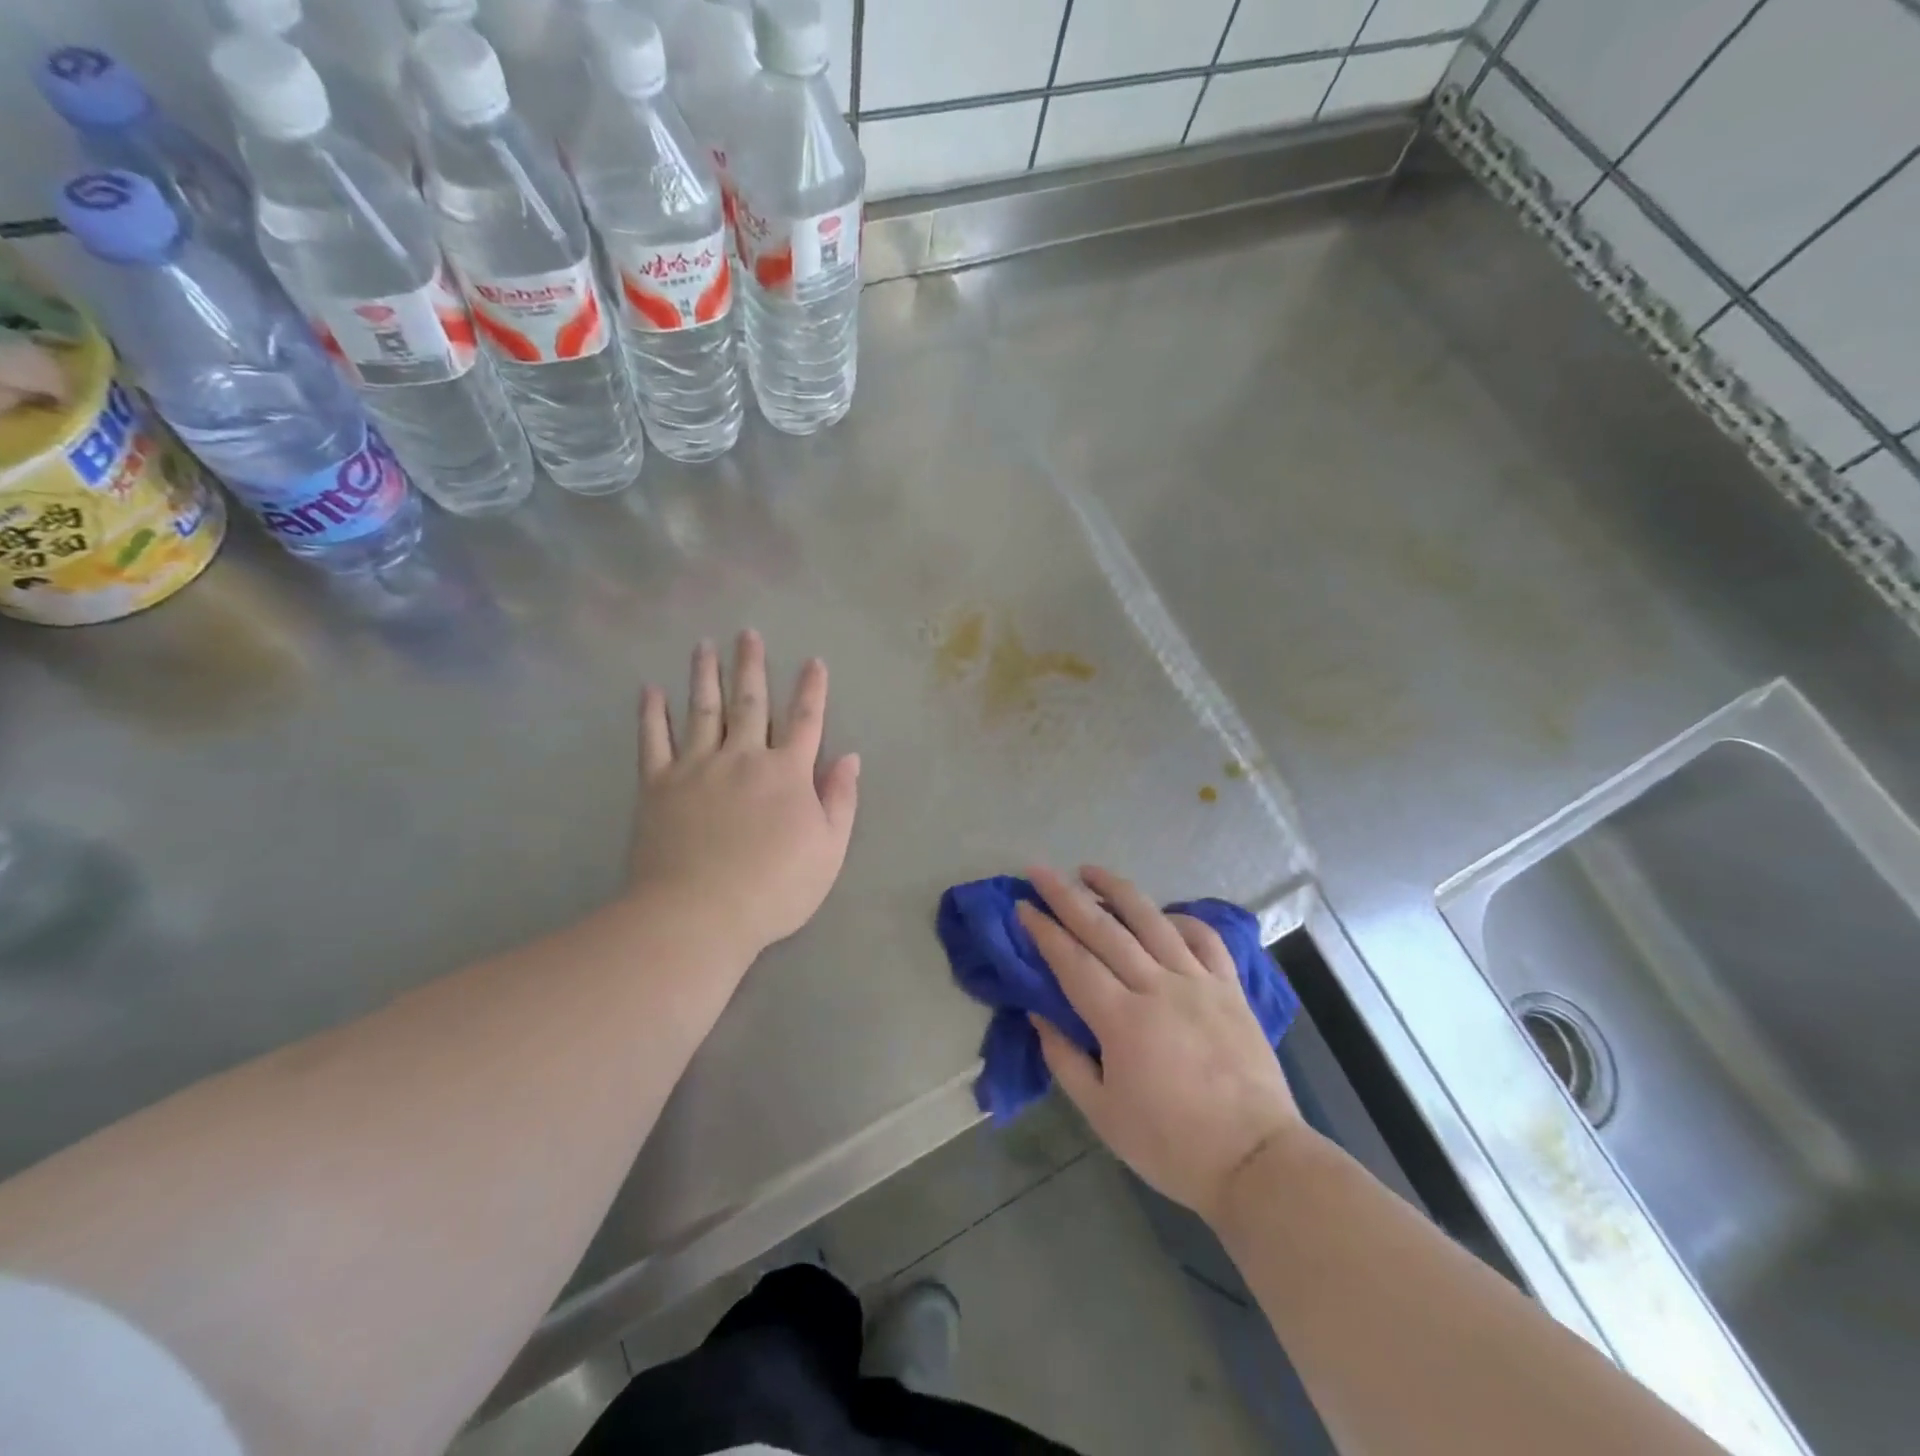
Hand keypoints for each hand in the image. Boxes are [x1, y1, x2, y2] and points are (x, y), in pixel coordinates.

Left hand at [632, 631, 859, 956]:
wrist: (699, 914)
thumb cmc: (774, 888)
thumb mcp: (828, 850)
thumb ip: (840, 800)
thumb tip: (849, 758)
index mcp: (787, 773)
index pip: (805, 721)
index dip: (812, 690)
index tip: (813, 661)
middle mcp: (742, 758)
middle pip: (749, 703)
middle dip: (751, 666)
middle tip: (747, 633)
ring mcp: (696, 767)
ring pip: (701, 710)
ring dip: (704, 675)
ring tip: (703, 646)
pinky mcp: (658, 785)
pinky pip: (653, 740)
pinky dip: (651, 713)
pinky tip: (649, 690)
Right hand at [1020, 865, 1304, 1225]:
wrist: (1256, 1161)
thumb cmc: (1171, 1145)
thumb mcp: (1102, 1114)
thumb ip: (1065, 1060)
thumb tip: (1038, 1015)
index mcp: (1122, 1021)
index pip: (1073, 961)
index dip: (1044, 931)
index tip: (1022, 905)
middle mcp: (1158, 988)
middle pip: (1105, 929)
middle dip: (1067, 896)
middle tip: (1040, 871)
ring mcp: (1198, 982)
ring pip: (1152, 921)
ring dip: (1117, 890)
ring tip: (1090, 869)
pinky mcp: (1230, 988)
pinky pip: (1204, 938)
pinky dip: (1180, 919)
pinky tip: (1161, 914)